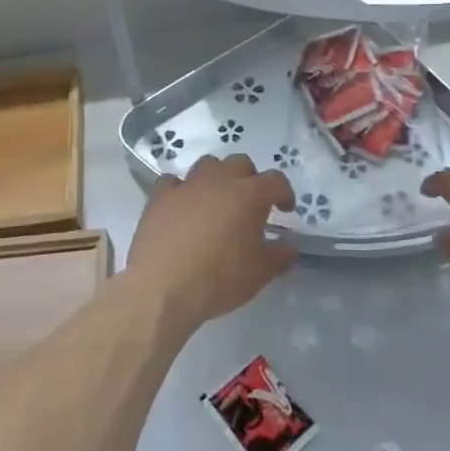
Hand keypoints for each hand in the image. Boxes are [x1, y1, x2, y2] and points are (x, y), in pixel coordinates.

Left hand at [127, 154, 295, 332]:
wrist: (163, 287)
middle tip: (250, 204)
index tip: (286, 209)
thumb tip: (290, 244)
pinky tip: (181, 207)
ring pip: (207, 165)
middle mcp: (220, 180)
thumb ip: (281, 254)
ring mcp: (187, 185)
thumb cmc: (220, 278)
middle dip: (250, 179)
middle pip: (240, 163)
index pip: (276, 181)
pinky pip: (173, 182)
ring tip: (216, 202)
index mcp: (250, 195)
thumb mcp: (261, 273)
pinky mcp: (159, 197)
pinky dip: (181, 190)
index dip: (284, 192)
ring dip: (217, 178)